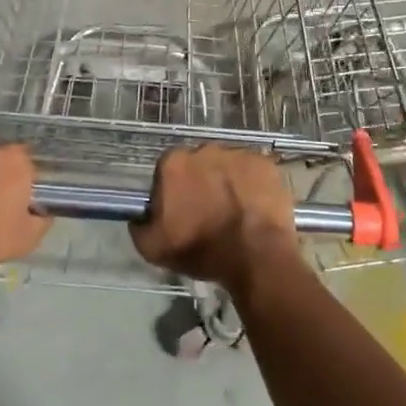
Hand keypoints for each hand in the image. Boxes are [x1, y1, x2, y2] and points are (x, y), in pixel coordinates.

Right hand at [130, 146, 298, 292]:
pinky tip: (254, 207)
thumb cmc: (202, 250)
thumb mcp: (153, 249)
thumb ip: (139, 226)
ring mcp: (238, 154)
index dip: (172, 191)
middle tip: (208, 211)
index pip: (167, 170)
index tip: (180, 211)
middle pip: (198, 164)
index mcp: (174, 163)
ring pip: (226, 166)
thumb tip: (140, 216)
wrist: (256, 256)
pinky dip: (252, 185)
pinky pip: (253, 171)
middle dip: (200, 182)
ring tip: (234, 211)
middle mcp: (205, 149)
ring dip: (226, 182)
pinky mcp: (265, 163)